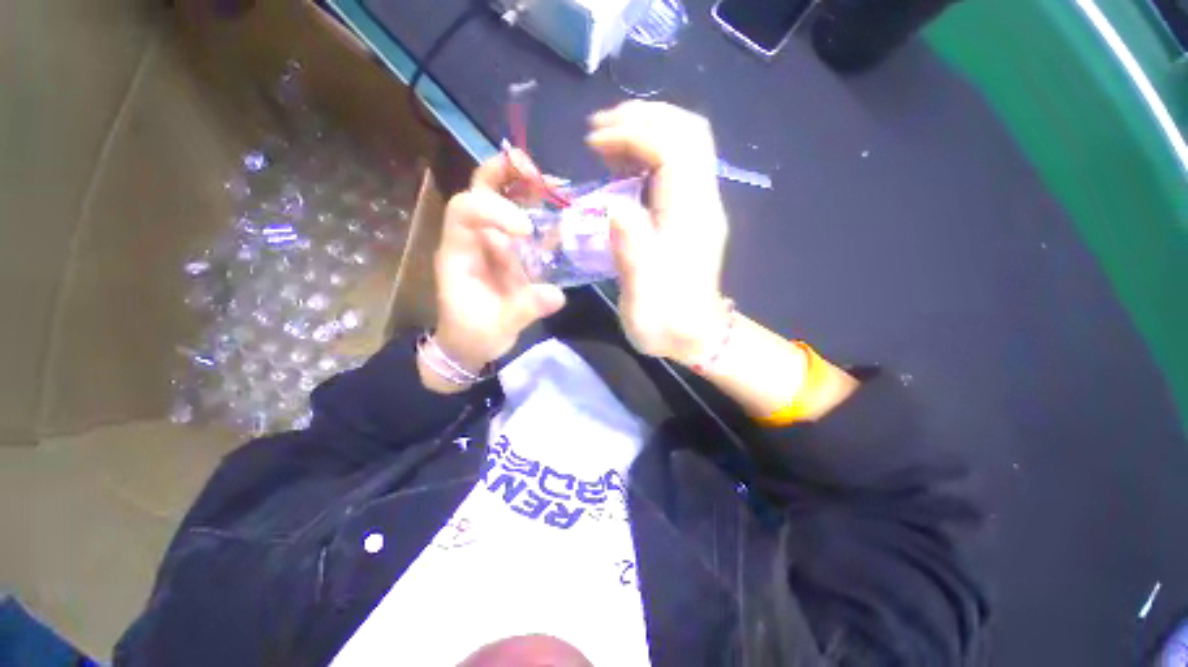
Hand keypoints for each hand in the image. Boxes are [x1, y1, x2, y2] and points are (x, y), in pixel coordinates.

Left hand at [430, 151, 566, 380]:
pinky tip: (562, 211)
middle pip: (479, 190)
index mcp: (459, 253)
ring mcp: (493, 243)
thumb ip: (524, 309)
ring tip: (556, 185)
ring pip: (502, 199)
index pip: (465, 211)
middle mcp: (474, 239)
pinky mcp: (511, 253)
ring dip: (526, 186)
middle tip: (534, 170)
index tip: (526, 230)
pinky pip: (524, 223)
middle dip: (504, 173)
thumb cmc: (474, 335)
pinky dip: (541, 213)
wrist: (471, 344)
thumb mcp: (497, 327)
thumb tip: (557, 294)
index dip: (494, 209)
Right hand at [587, 101, 728, 365]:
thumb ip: (631, 250)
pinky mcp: (692, 212)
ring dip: (645, 130)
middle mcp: (702, 202)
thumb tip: (612, 204)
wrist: (694, 336)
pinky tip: (621, 163)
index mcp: (690, 219)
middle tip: (598, 131)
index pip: (675, 149)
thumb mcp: (642, 297)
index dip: (635, 133)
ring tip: (605, 141)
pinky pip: (677, 165)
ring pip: (685, 143)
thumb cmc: (665, 321)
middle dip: (642, 118)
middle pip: (688, 133)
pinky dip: (648, 152)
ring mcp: (700, 205)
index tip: (595, 142)